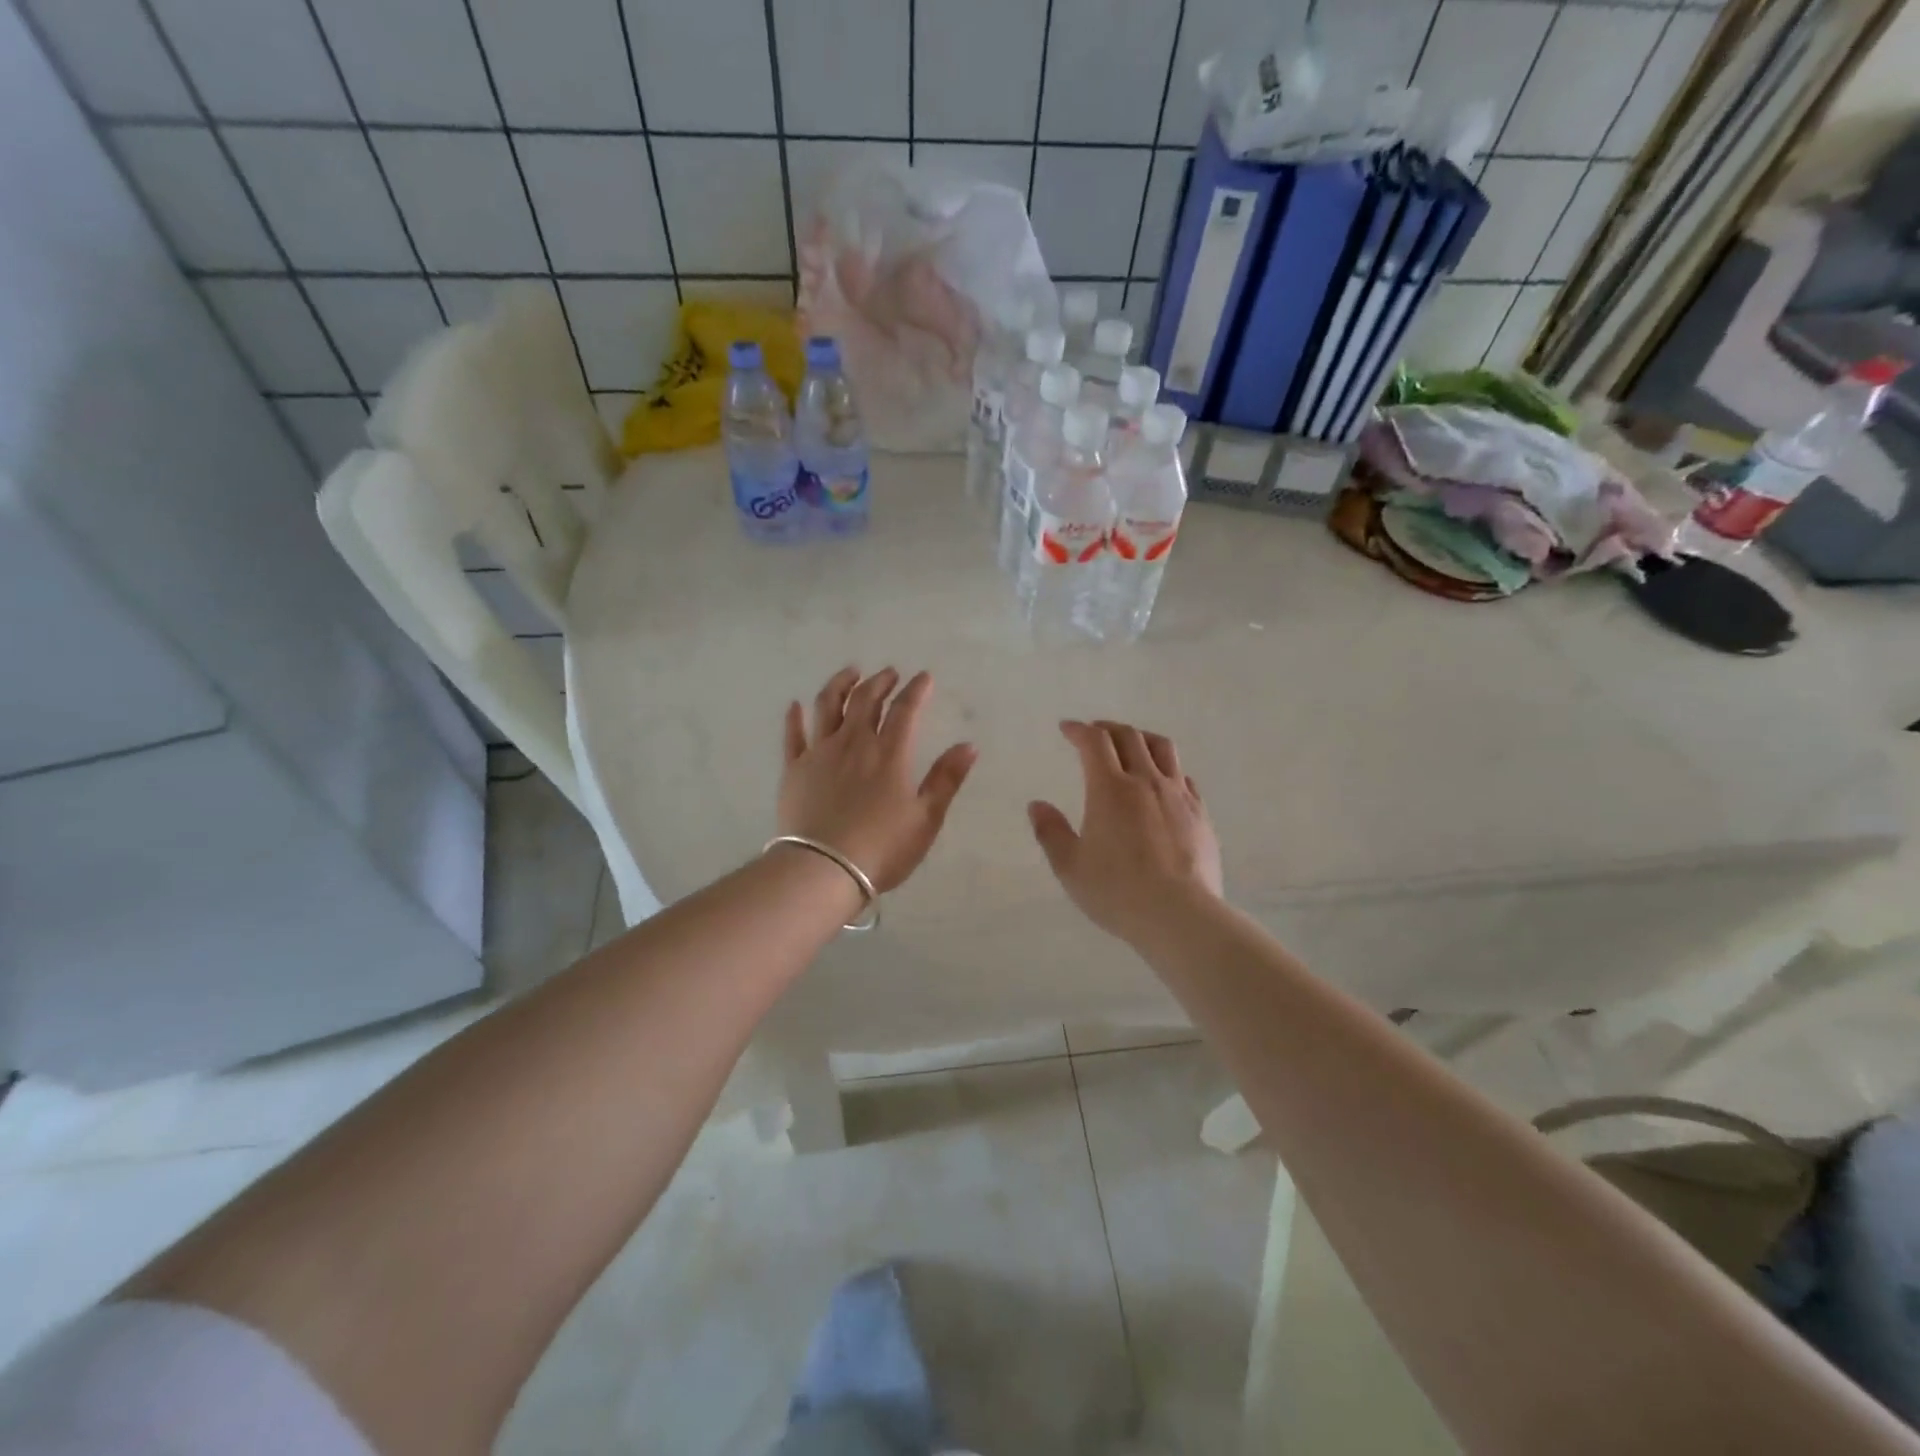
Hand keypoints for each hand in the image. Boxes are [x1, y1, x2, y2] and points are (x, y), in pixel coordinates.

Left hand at [779, 667, 977, 893]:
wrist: (823, 870)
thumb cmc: (882, 848)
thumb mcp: (926, 818)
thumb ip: (947, 779)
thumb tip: (969, 745)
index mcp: (889, 753)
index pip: (905, 710)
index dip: (916, 690)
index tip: (923, 677)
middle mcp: (853, 743)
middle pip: (865, 700)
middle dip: (880, 681)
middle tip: (889, 673)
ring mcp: (820, 753)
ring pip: (827, 706)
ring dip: (840, 684)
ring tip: (850, 674)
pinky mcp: (794, 769)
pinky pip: (793, 735)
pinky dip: (795, 717)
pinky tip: (795, 705)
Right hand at [1029, 720, 1223, 944]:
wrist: (1180, 915)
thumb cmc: (1117, 891)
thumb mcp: (1070, 867)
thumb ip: (1050, 832)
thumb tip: (1036, 805)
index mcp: (1109, 789)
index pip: (1094, 742)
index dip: (1079, 730)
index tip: (1067, 729)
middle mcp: (1146, 781)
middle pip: (1129, 737)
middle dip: (1107, 728)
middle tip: (1094, 732)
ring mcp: (1178, 795)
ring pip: (1162, 748)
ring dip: (1141, 738)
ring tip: (1131, 744)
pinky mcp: (1200, 813)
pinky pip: (1183, 775)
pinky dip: (1166, 767)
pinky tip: (1162, 782)